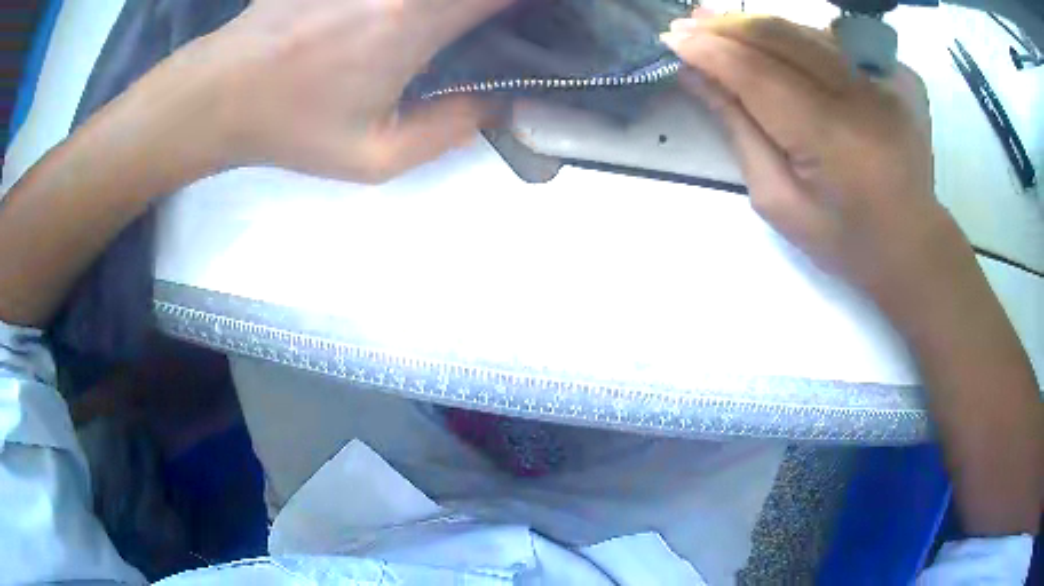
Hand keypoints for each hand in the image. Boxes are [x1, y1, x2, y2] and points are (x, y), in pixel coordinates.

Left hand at [165, 0, 511, 182]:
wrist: (220, 92)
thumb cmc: (292, 127)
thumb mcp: (375, 157)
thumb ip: (451, 130)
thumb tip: (499, 102)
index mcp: (414, 18)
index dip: (540, 3)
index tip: (550, 18)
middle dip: (499, 5)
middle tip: (504, 25)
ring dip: (464, 3)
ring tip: (461, 26)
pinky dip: (420, 1)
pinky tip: (409, 16)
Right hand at [661, 14, 951, 312]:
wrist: (913, 246)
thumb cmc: (844, 240)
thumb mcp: (778, 200)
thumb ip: (739, 130)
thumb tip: (697, 76)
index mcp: (831, 138)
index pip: (756, 73)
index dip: (709, 51)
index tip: (672, 39)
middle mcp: (861, 96)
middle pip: (781, 37)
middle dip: (727, 26)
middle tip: (688, 22)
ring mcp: (888, 81)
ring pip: (807, 31)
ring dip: (759, 25)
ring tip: (721, 24)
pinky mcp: (901, 76)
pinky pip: (839, 42)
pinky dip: (801, 37)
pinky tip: (779, 45)